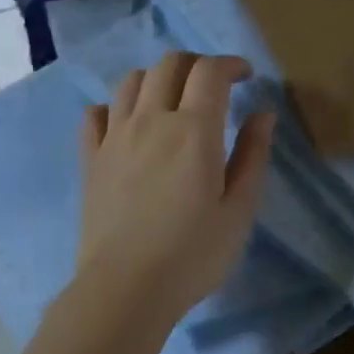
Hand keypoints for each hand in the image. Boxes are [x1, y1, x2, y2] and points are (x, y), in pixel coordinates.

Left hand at [76, 51, 274, 327]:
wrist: (126, 288)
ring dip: (157, 78)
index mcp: (194, 129)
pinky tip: (128, 123)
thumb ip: (253, 155)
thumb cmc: (194, 253)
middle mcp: (151, 120)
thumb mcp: (240, 209)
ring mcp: (115, 137)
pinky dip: (116, 106)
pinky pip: (96, 114)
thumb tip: (263, 113)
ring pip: (131, 81)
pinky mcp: (91, 159)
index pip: (209, 71)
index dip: (230, 64)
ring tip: (173, 100)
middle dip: (196, 64)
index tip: (247, 77)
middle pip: (168, 64)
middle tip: (214, 85)